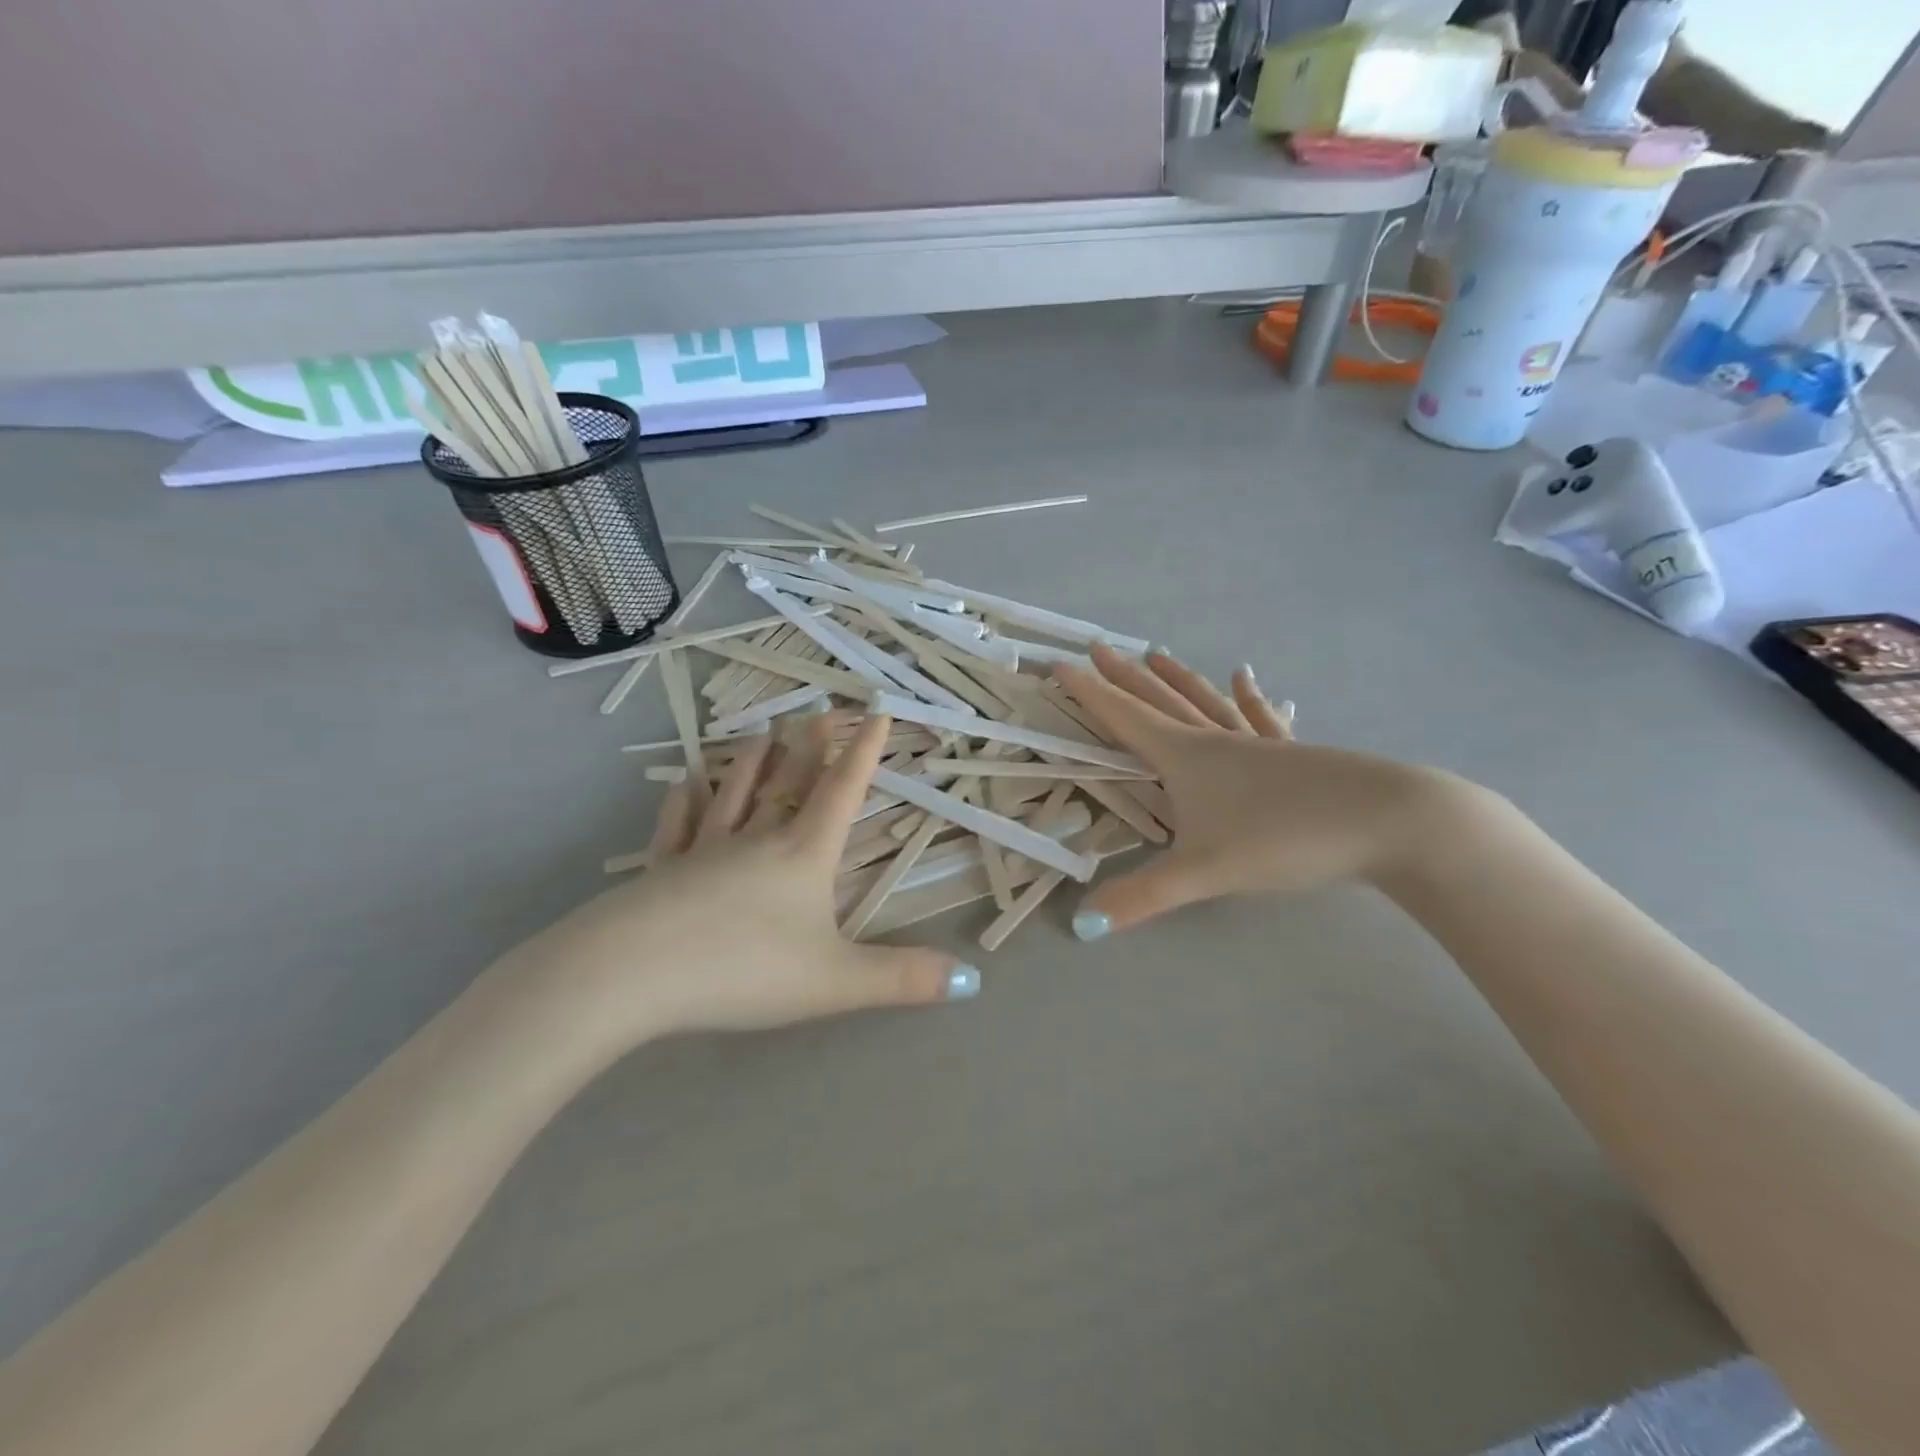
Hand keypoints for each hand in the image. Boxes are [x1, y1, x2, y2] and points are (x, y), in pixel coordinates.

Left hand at [498, 713, 977, 1054]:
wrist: (631, 975)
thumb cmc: (744, 970)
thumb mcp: (836, 982)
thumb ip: (902, 979)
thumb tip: (972, 982)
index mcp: (803, 855)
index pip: (842, 792)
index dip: (864, 753)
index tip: (877, 712)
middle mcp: (756, 840)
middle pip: (790, 781)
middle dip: (811, 744)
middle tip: (821, 708)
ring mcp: (703, 851)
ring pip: (734, 794)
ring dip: (751, 761)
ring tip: (762, 730)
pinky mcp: (660, 870)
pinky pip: (677, 826)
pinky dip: (684, 801)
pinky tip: (683, 782)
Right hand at [1054, 645, 1459, 936]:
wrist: (1388, 821)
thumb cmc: (1286, 836)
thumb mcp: (1207, 872)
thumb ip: (1143, 897)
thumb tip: (1082, 924)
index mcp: (1186, 757)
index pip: (1124, 718)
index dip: (1089, 693)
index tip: (1060, 664)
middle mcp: (1216, 741)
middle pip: (1160, 701)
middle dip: (1125, 677)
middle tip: (1097, 648)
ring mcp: (1258, 745)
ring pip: (1206, 703)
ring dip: (1177, 680)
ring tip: (1156, 654)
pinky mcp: (1294, 755)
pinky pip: (1261, 719)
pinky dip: (1250, 698)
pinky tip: (1247, 677)